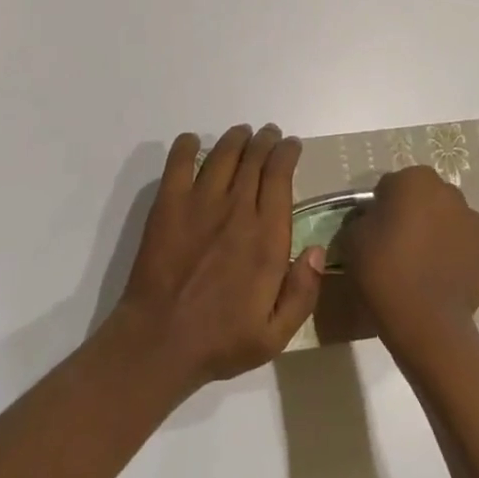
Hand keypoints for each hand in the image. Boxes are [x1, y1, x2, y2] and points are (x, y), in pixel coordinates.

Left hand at [116, 124, 324, 391]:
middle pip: (255, 158)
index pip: (280, 176)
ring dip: (236, 138)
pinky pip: (179, 162)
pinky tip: (193, 142)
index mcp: (267, 237)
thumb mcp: (276, 334)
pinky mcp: (169, 205)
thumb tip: (319, 250)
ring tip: (241, 133)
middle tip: (269, 134)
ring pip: (223, 154)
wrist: (159, 343)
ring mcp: (200, 203)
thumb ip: (303, 292)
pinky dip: (187, 146)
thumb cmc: (221, 341)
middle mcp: (237, 210)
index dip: (287, 153)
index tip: (291, 145)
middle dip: (265, 140)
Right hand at [336, 166, 478, 350]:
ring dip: (439, 235)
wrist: (426, 322)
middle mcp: (452, 194)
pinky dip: (456, 261)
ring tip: (422, 267)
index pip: (394, 185)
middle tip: (398, 246)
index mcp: (417, 180)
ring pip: (451, 223)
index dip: (382, 206)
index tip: (375, 230)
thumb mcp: (353, 237)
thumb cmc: (384, 270)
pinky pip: (467, 252)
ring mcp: (476, 227)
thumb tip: (373, 221)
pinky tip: (441, 282)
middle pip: (427, 199)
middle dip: (415, 215)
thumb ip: (364, 219)